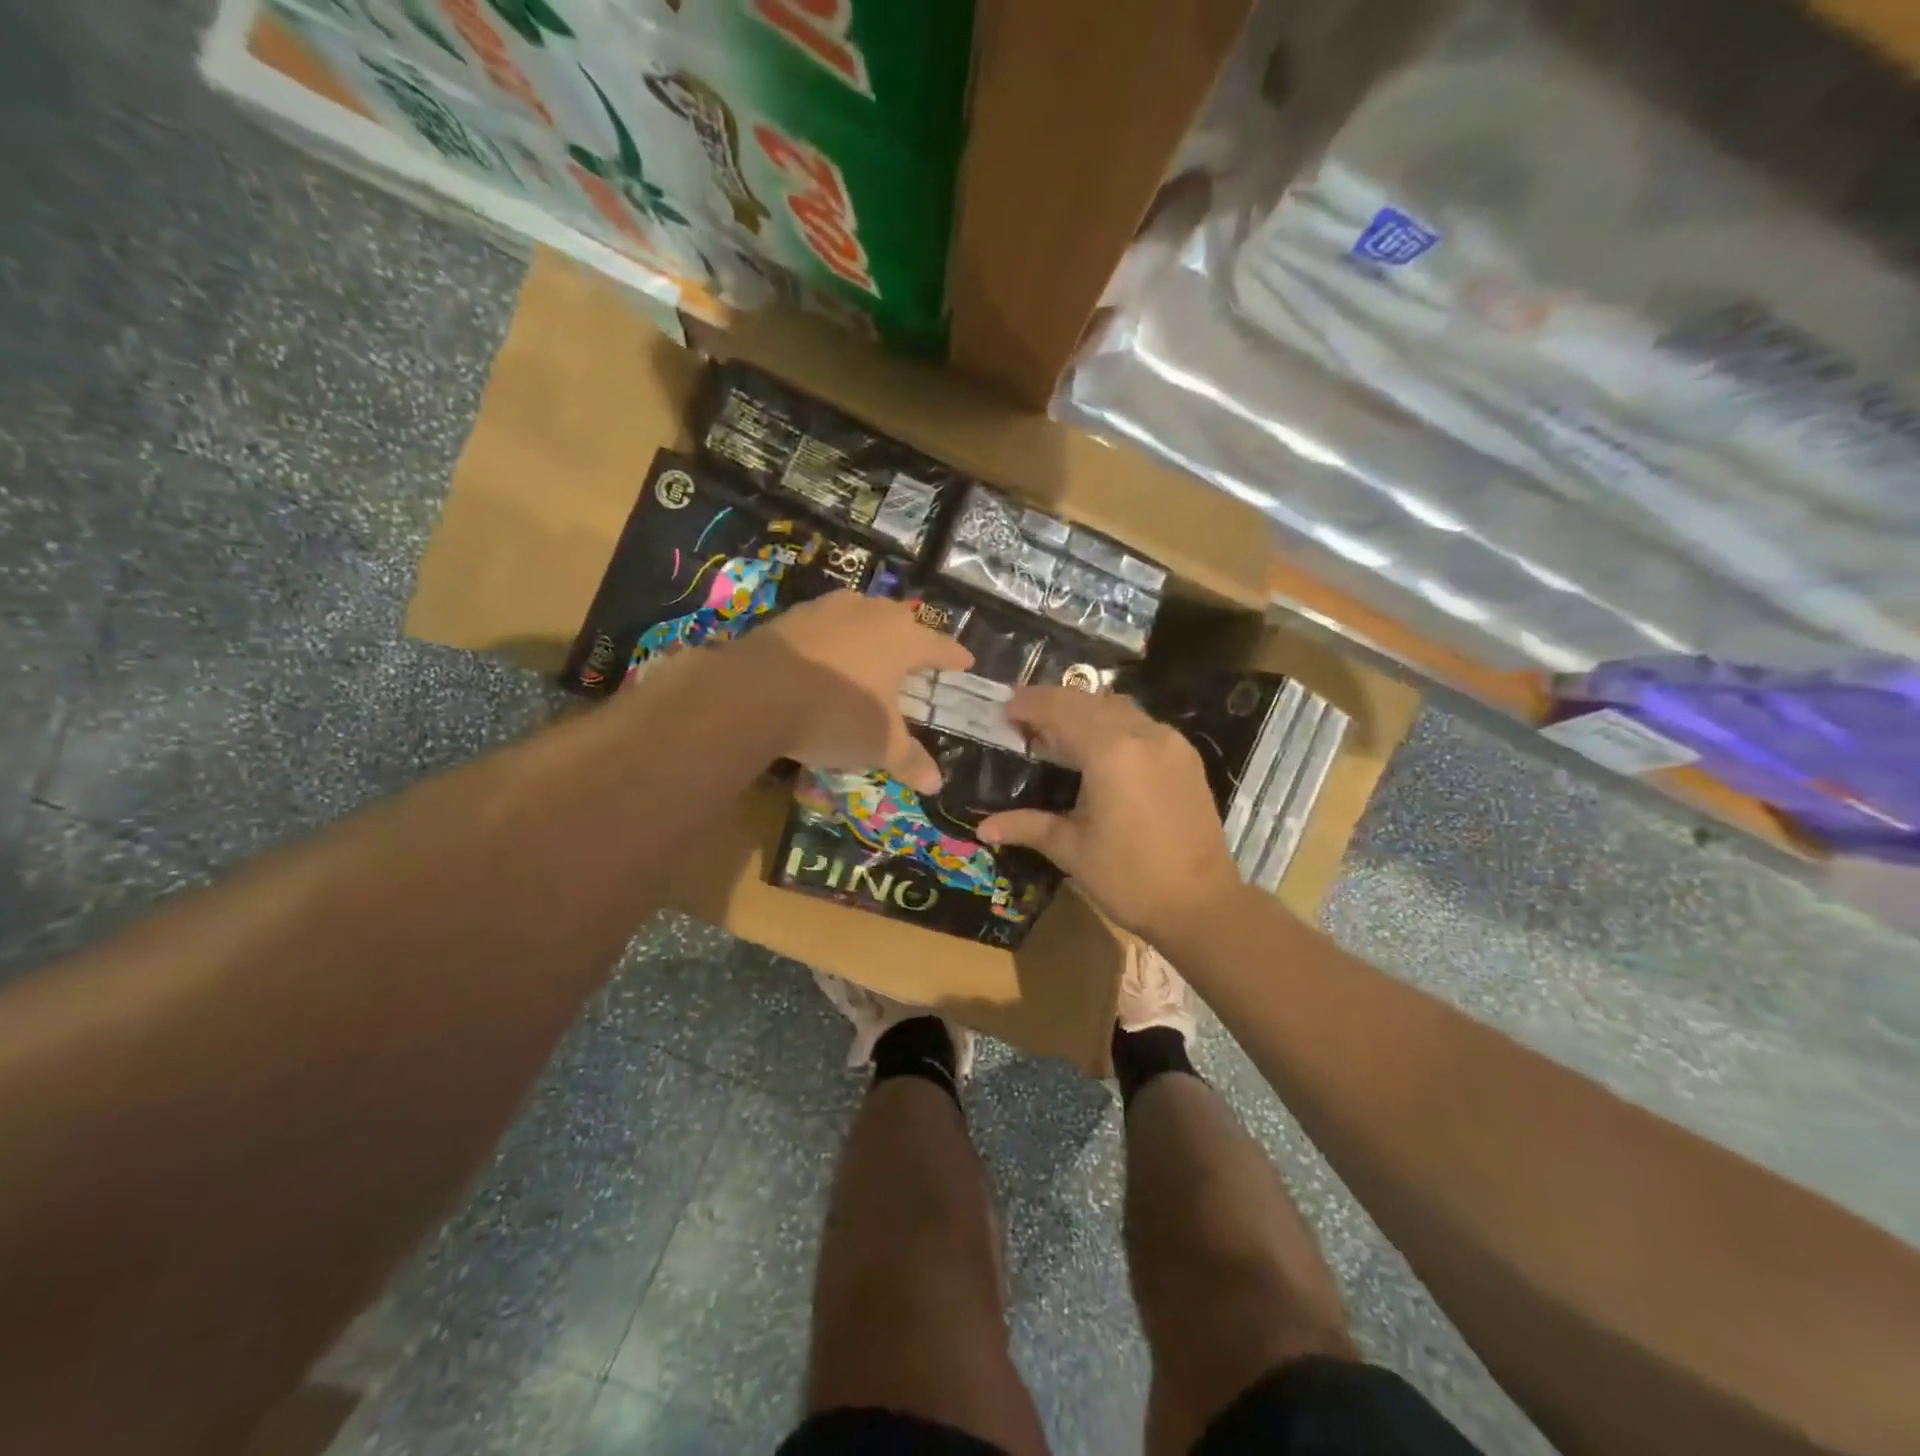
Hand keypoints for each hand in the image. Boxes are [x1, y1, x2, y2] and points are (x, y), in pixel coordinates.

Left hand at [740, 591, 971, 792]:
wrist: (754, 694)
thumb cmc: (837, 714)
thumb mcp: (881, 745)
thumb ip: (911, 760)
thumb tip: (936, 783)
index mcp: (903, 638)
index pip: (940, 646)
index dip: (955, 657)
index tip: (966, 663)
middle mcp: (870, 613)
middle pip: (902, 622)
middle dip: (912, 640)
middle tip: (918, 659)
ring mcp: (827, 609)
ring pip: (861, 617)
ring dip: (870, 635)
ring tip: (872, 656)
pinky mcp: (790, 617)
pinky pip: (825, 628)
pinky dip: (833, 643)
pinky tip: (825, 662)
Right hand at [978, 687, 1242, 941]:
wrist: (1201, 904)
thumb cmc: (1130, 879)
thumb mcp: (1072, 850)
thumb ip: (1028, 826)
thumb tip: (983, 827)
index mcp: (1110, 752)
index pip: (1061, 710)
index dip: (1030, 705)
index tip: (1005, 709)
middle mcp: (1143, 734)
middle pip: (1089, 701)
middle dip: (1053, 702)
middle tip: (1023, 716)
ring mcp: (1170, 742)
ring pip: (1118, 707)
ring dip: (1084, 709)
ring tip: (1057, 728)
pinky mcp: (1185, 757)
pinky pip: (1141, 723)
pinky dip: (1112, 722)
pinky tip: (1097, 746)